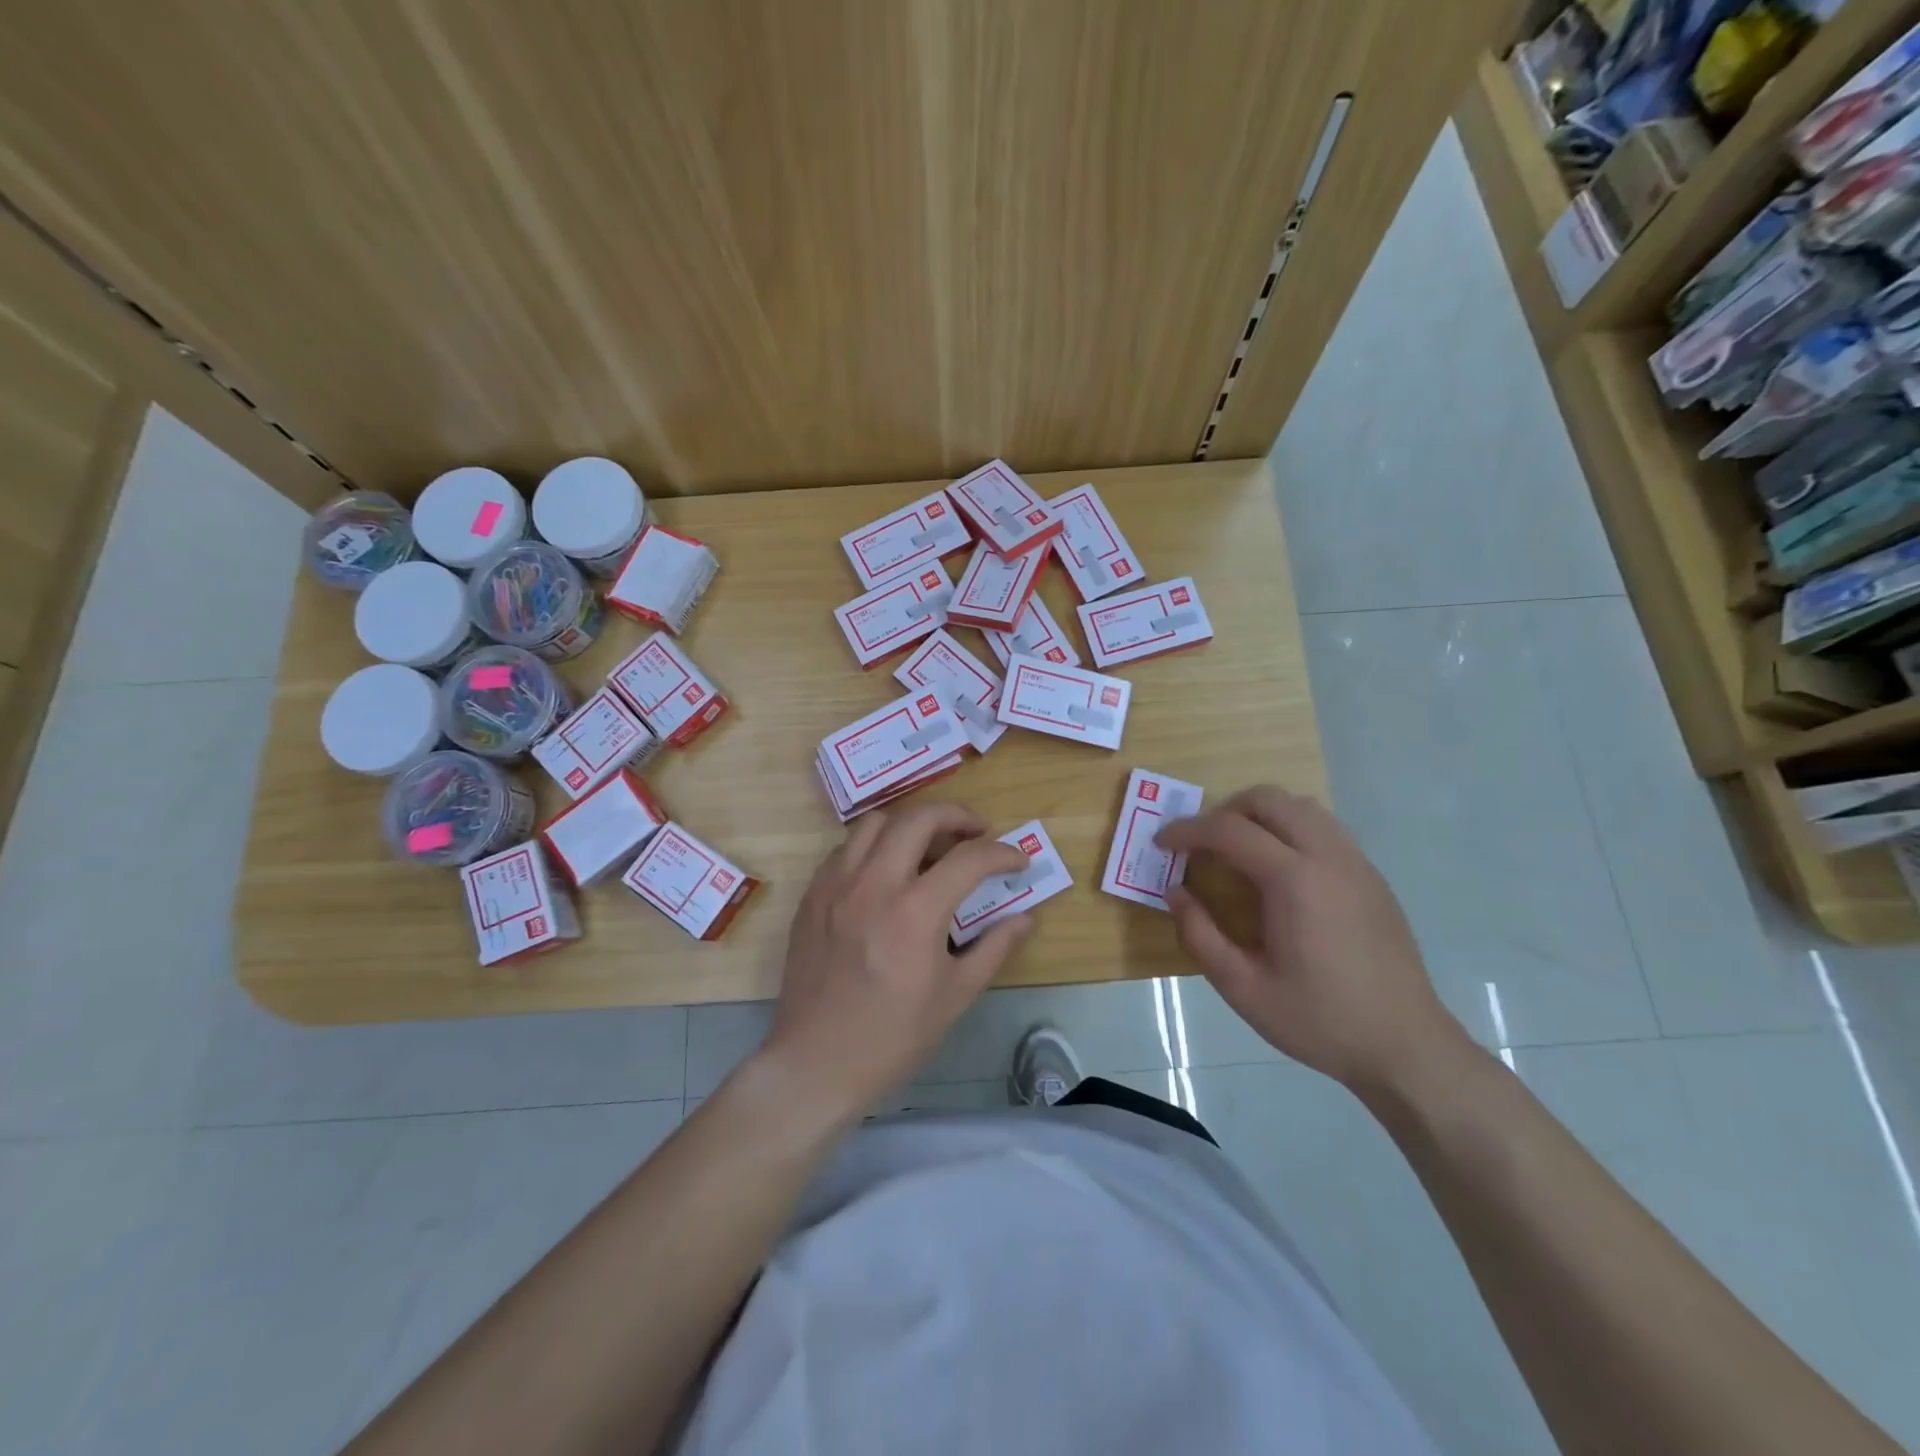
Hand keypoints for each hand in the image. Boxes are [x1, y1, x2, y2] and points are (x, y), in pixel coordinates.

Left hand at [756, 804, 1033, 1120]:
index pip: (969, 858)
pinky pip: (846, 848)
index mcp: (915, 911)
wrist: (817, 1063)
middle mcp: (874, 884)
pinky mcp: (813, 895)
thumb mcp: (956, 996)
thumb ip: (995, 947)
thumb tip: (1026, 918)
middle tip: (976, 832)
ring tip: (928, 847)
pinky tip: (886, 871)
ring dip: (910, 824)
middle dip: (957, 815)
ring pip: (875, 822)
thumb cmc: (893, 1037)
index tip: (1017, 861)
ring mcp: (836, 885)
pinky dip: (874, 845)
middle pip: (918, 818)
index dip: (1002, 854)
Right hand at [1156, 786, 1463, 1091]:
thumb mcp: (1243, 989)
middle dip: (1224, 811)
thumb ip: (1200, 936)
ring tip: (1238, 852)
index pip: (1229, 830)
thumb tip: (1174, 893)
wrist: (1405, 1045)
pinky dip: (1290, 829)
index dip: (1187, 830)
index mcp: (1294, 881)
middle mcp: (1327, 857)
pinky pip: (1324, 828)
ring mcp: (1355, 863)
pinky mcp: (1371, 876)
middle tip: (1202, 845)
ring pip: (1300, 806)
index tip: (1162, 843)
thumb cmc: (1320, 1020)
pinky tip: (1280, 872)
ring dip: (1260, 815)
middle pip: (1268, 800)